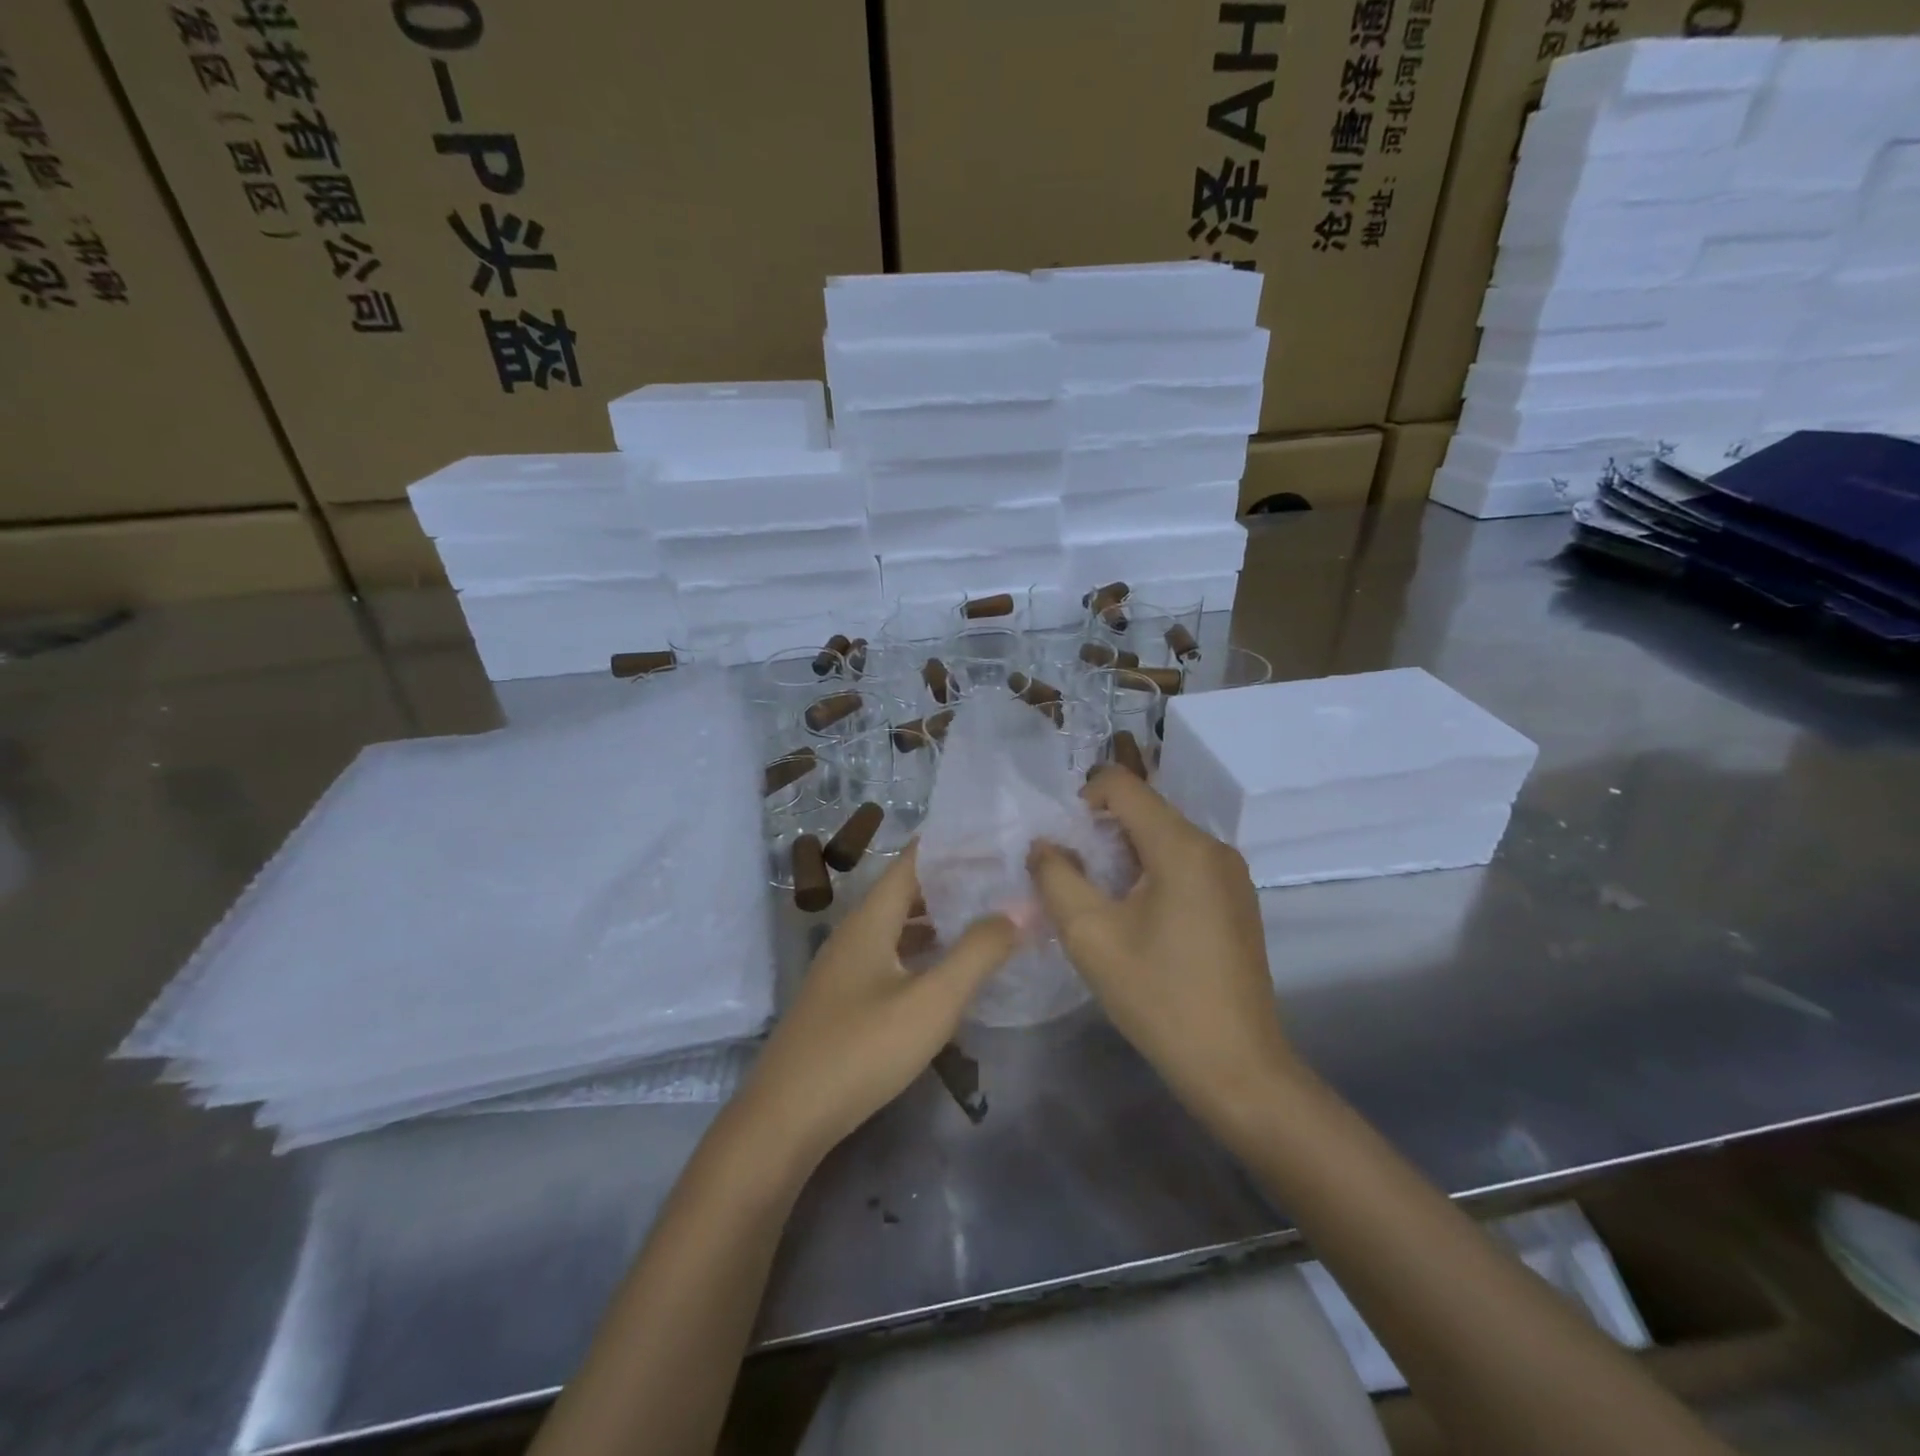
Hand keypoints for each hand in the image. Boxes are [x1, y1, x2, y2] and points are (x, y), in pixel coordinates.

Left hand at [729, 845, 1019, 1176]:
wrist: (786, 1119)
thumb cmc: (861, 1050)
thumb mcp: (931, 1001)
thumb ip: (978, 953)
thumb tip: (1020, 908)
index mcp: (870, 919)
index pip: (913, 860)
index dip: (953, 845)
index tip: (997, 838)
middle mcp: (855, 933)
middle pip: (907, 891)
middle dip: (953, 881)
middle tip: (1004, 878)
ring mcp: (845, 968)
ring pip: (899, 926)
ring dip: (939, 918)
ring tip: (987, 917)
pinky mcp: (845, 999)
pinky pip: (891, 956)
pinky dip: (923, 951)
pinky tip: (948, 969)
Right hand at [1028, 769, 1299, 1136]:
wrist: (1236, 1066)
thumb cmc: (1158, 997)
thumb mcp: (1090, 936)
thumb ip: (1056, 878)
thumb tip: (1044, 845)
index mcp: (1182, 846)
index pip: (1123, 785)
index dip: (1083, 799)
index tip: (1063, 842)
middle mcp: (1213, 847)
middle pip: (1145, 810)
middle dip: (1101, 832)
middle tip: (1073, 875)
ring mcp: (1232, 874)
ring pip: (1164, 838)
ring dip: (1125, 855)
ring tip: (1101, 901)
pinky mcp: (1237, 900)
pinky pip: (1185, 864)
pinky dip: (1152, 873)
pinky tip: (1138, 919)